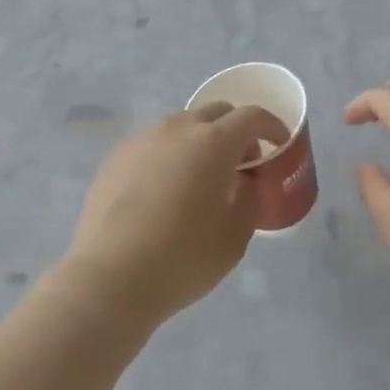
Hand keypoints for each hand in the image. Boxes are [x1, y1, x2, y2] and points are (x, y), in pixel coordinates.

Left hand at [61, 103, 287, 326]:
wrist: (110, 277)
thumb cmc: (182, 258)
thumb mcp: (234, 237)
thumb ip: (248, 199)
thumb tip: (244, 181)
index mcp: (213, 142)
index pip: (251, 116)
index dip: (272, 126)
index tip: (279, 144)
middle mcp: (177, 128)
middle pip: (216, 112)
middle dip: (235, 130)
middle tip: (242, 162)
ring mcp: (143, 138)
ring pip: (182, 125)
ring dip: (200, 140)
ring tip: (200, 176)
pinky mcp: (117, 156)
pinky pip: (154, 143)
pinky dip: (169, 154)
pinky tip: (164, 190)